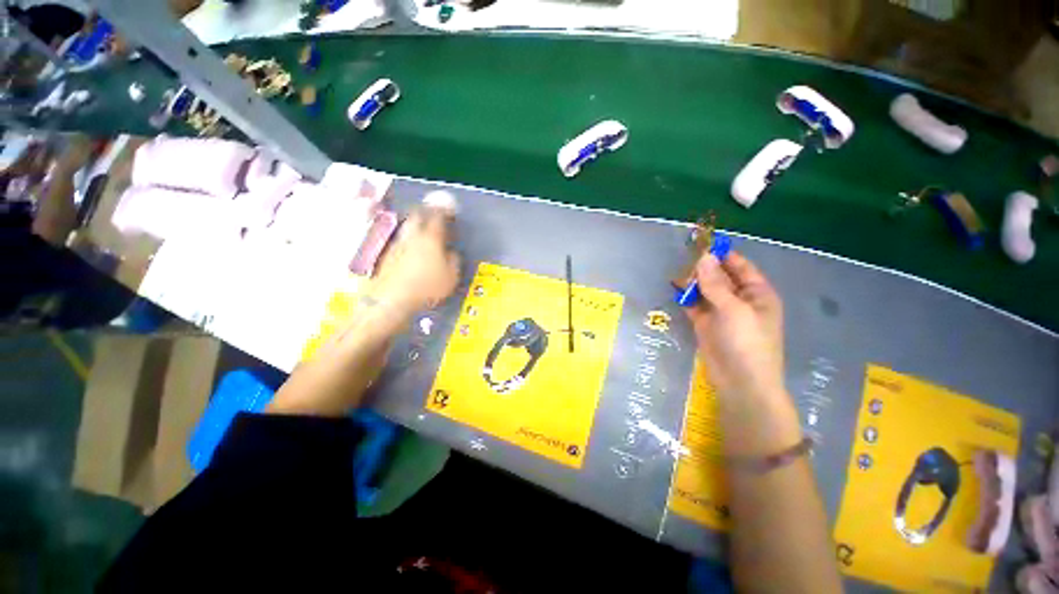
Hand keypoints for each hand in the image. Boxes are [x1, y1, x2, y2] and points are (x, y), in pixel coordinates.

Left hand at [369, 203, 460, 319]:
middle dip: (426, 211)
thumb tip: (452, 253)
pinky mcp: (386, 254)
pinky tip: (408, 248)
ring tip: (421, 229)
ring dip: (414, 224)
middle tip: (433, 213)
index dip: (444, 210)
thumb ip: (454, 261)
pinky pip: (399, 239)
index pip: (438, 217)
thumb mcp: (450, 278)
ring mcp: (396, 244)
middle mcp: (412, 237)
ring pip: (406, 226)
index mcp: (431, 239)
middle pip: (417, 215)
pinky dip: (406, 239)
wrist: (392, 299)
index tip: (448, 208)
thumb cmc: (427, 288)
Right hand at [683, 252, 784, 402]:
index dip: (721, 254)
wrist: (740, 383)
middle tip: (682, 259)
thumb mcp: (734, 309)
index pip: (739, 266)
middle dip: (703, 268)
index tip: (700, 243)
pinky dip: (686, 298)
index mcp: (756, 293)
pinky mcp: (706, 324)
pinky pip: (695, 305)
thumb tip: (703, 257)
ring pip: (705, 290)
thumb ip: (716, 283)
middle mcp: (739, 299)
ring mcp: (721, 312)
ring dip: (692, 283)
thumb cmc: (746, 342)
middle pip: (720, 277)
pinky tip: (675, 290)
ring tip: (675, 275)